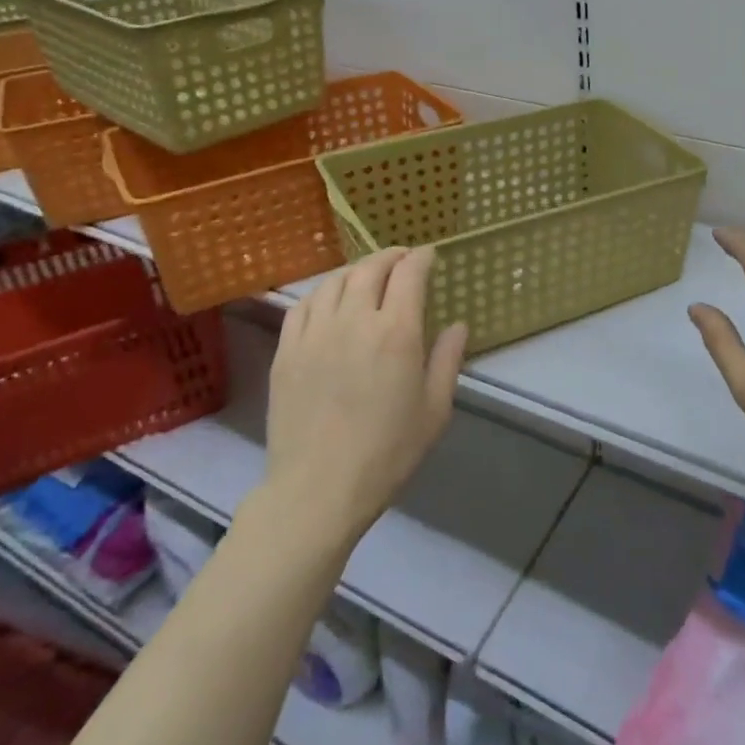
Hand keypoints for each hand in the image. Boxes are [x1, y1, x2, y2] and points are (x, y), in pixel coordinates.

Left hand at [263, 247, 466, 535]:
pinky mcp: (287, 351)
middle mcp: (354, 320)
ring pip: (334, 281)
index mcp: (396, 332)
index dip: (421, 258)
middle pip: (370, 269)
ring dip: (356, 270)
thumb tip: (458, 325)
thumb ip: (448, 360)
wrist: (318, 488)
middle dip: (390, 257)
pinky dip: (322, 292)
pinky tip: (329, 300)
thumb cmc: (387, 452)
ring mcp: (315, 333)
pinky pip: (303, 305)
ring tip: (367, 275)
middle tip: (402, 259)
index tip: (429, 256)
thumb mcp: (434, 410)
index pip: (409, 274)